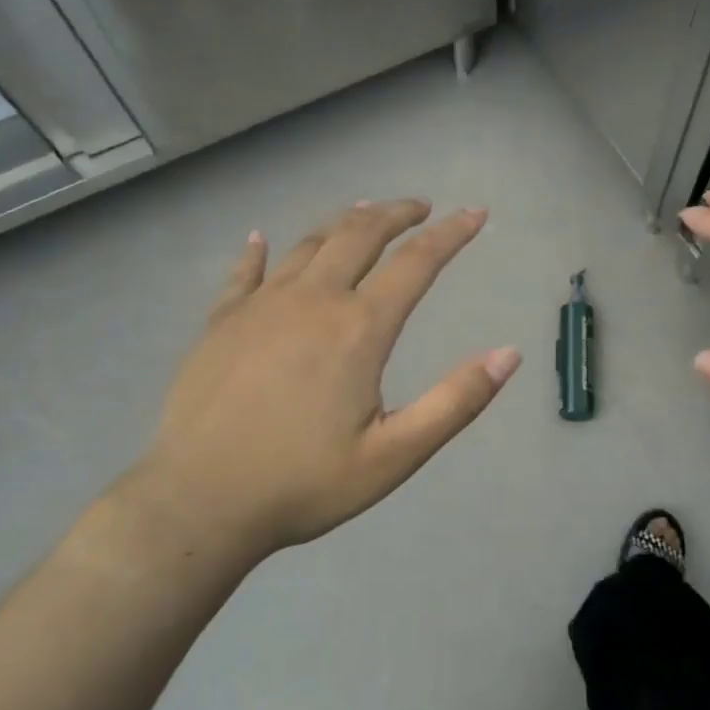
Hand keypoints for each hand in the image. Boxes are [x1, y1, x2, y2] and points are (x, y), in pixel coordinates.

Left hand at [115, 200, 519, 561]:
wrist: (199, 502)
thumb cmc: (304, 484)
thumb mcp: (395, 455)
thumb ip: (456, 402)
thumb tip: (509, 354)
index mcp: (358, 329)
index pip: (416, 263)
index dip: (451, 234)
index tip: (475, 214)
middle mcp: (312, 301)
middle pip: (360, 235)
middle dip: (396, 213)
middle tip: (419, 207)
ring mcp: (260, 306)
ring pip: (309, 244)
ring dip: (343, 223)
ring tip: (363, 213)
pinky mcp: (221, 323)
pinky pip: (244, 272)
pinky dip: (258, 251)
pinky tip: (260, 239)